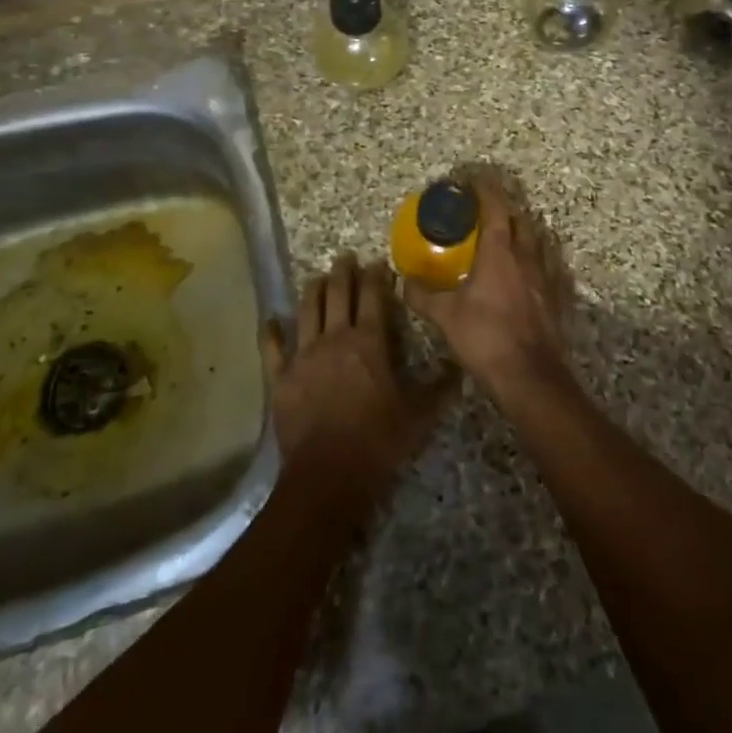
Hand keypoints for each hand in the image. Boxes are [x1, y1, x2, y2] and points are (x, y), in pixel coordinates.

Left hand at [267, 253, 456, 522]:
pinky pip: (272, 349)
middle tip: (345, 257)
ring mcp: (303, 356)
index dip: (376, 277)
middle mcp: (335, 339)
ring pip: (306, 311)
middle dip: (342, 272)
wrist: (328, 475)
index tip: (378, 263)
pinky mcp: (280, 378)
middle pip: (337, 295)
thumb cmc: (378, 442)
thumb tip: (460, 369)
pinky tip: (271, 320)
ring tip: (316, 277)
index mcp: (369, 343)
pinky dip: (271, 332)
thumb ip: (439, 390)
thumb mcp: (418, 417)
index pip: (373, 297)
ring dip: (312, 290)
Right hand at [402, 173, 573, 398]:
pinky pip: (551, 267)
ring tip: (509, 236)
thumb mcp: (445, 317)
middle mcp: (527, 256)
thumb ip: (423, 296)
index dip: (485, 190)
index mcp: (499, 252)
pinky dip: (540, 260)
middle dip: (505, 209)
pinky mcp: (559, 297)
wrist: (530, 376)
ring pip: (539, 241)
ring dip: (525, 232)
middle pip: (521, 219)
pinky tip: (532, 270)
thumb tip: (405, 282)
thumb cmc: (485, 338)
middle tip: (486, 211)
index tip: (472, 180)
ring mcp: (547, 276)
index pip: (495, 208)